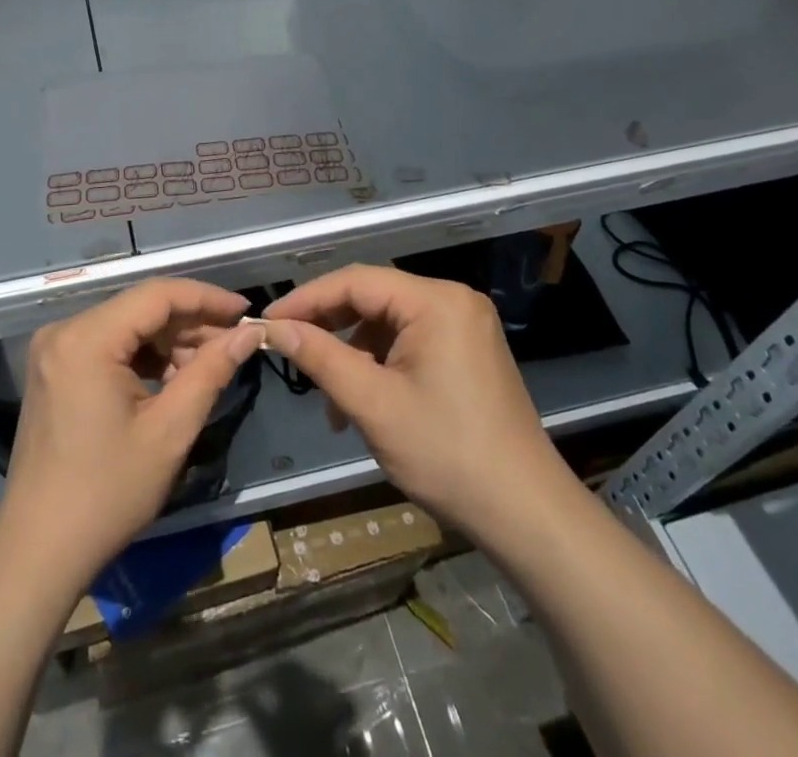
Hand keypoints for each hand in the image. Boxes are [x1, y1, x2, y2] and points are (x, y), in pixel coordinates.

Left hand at [0, 279, 261, 589]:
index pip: (157, 295)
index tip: (245, 312)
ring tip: (208, 366)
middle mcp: (64, 330)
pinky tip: (173, 378)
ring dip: (169, 341)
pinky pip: (108, 344)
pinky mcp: (54, 368)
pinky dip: (143, 356)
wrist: (40, 549)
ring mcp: (55, 349)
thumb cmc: (108, 493)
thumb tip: (250, 334)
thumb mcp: (170, 431)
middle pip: (140, 308)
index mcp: (87, 337)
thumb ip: (211, 371)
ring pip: (127, 325)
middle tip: (234, 344)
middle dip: (190, 323)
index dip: (206, 298)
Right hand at [263, 265, 574, 536]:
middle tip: (290, 352)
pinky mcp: (468, 352)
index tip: (268, 322)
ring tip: (331, 400)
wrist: (528, 517)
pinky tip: (364, 403)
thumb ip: (320, 357)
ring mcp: (465, 326)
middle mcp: (453, 300)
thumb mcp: (373, 404)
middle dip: (330, 327)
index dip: (307, 299)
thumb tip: (273, 328)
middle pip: (373, 297)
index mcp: (436, 301)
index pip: (355, 281)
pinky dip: (381, 365)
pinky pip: (410, 341)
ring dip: (353, 353)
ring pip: (388, 322)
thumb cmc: (447, 455)